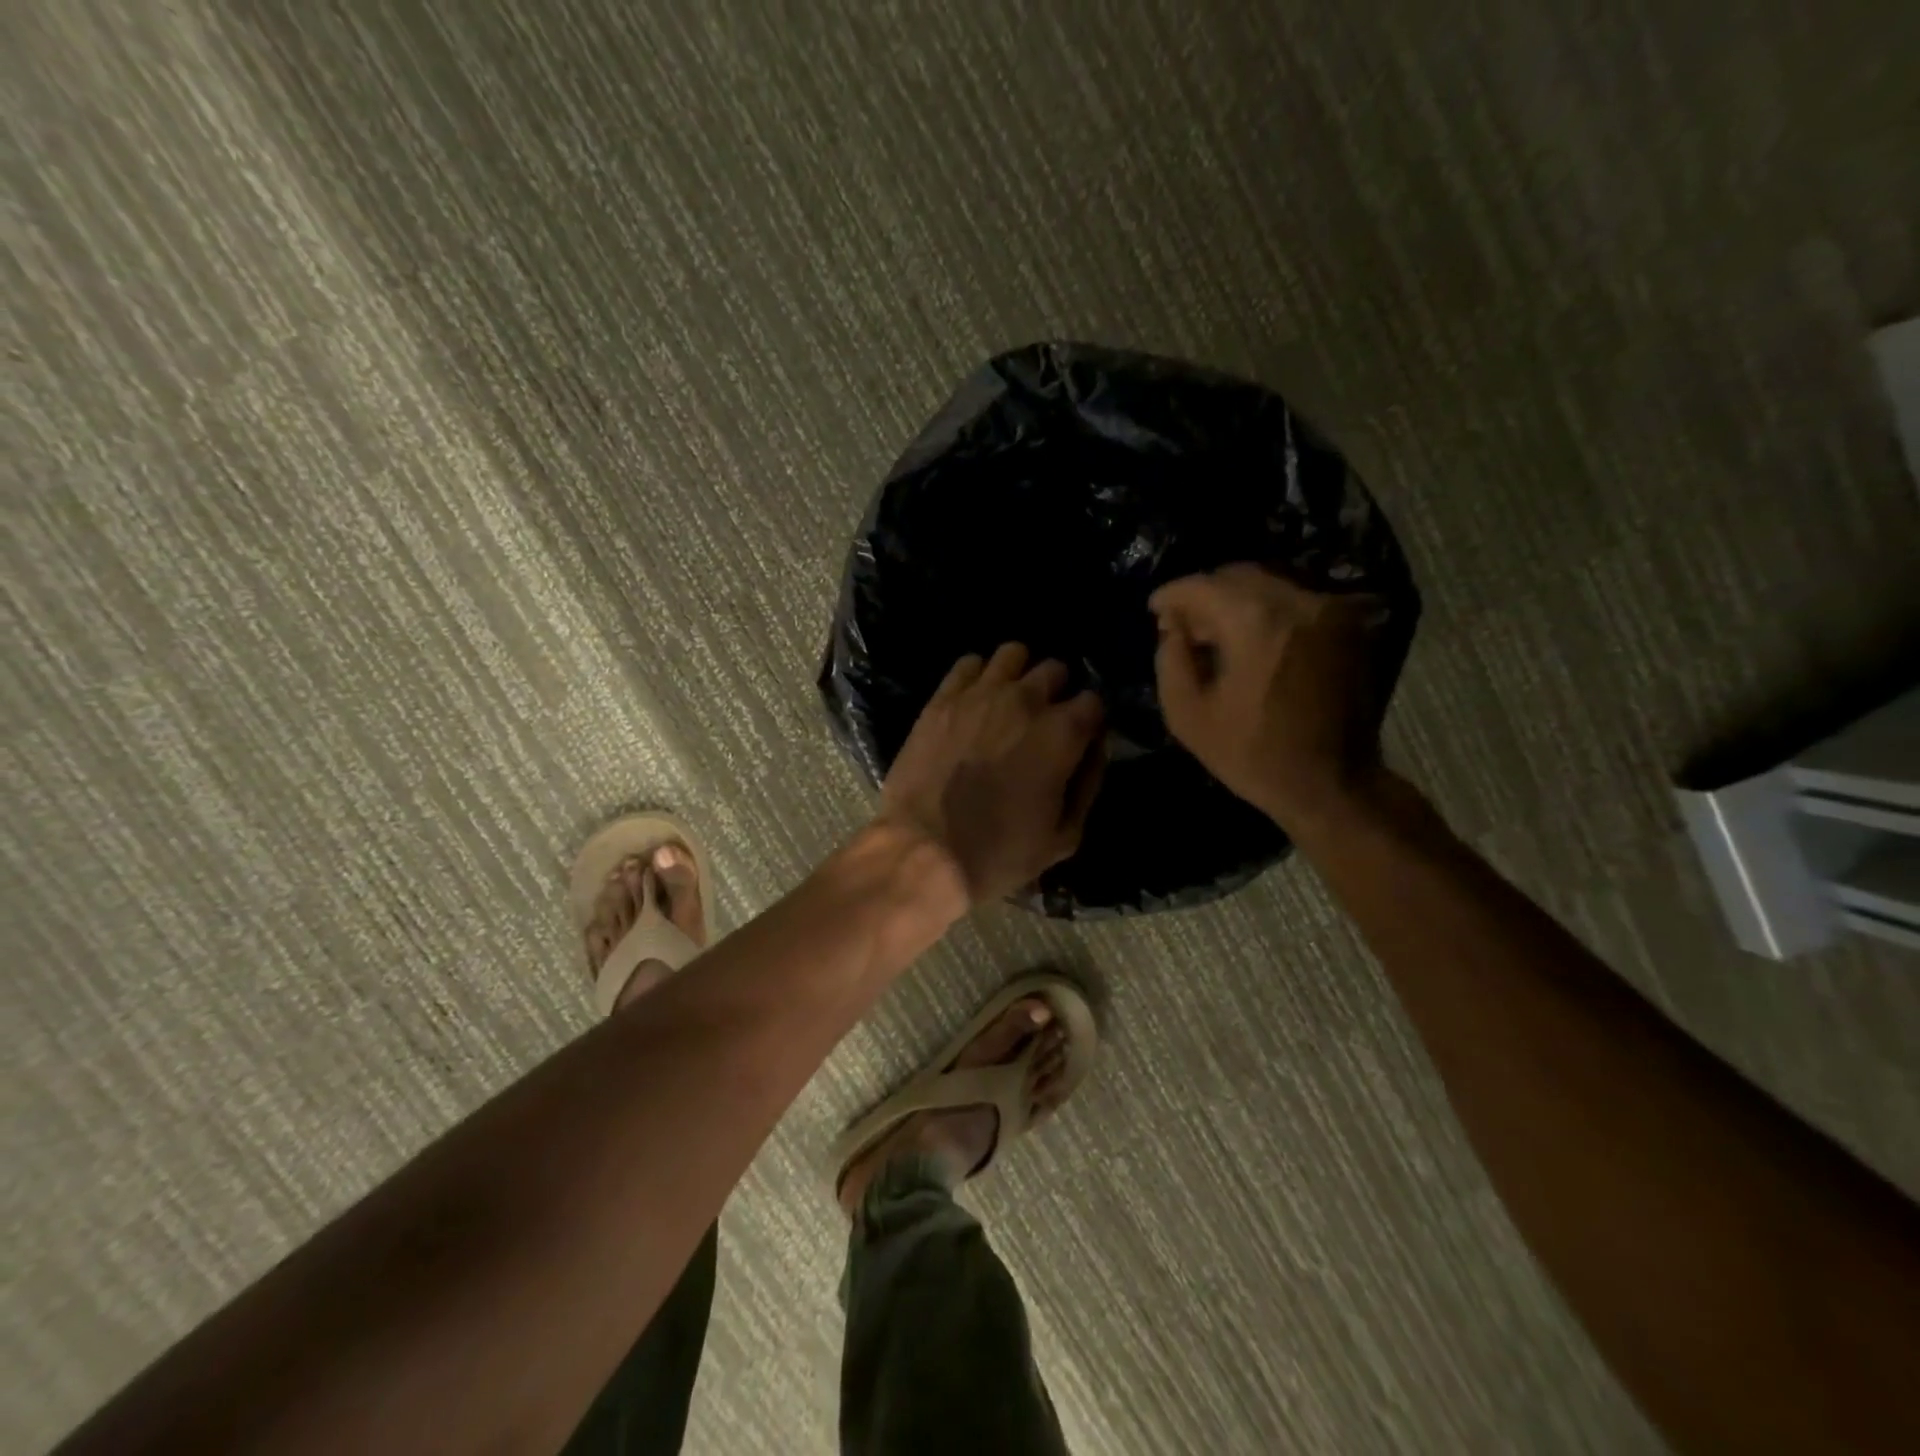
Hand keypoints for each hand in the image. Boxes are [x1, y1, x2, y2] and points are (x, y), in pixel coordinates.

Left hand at [879, 644, 1106, 902]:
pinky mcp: (942, 699)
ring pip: (1013, 654)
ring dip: (1019, 674)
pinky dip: (978, 675)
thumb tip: (1095, 749)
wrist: (925, 851)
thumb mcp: (1063, 837)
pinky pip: (968, 663)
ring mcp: (980, 694)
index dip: (1089, 721)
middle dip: (1056, 692)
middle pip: (1055, 670)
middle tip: (1043, 721)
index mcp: (1062, 734)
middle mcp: (1025, 701)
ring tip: (1010, 701)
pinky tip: (975, 698)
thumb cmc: (999, 853)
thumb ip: (1088, 785)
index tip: (1079, 739)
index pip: (1093, 701)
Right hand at [1150, 564, 1387, 828]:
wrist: (1332, 783)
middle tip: (1183, 625)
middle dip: (1204, 595)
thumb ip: (1170, 658)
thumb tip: (1172, 627)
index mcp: (1255, 621)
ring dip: (1236, 601)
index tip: (1153, 609)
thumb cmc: (1253, 755)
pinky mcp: (1349, 625)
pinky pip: (1296, 601)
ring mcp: (1330, 610)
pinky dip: (1267, 611)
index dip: (1170, 595)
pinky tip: (1252, 641)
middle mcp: (1298, 601)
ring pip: (1269, 584)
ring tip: (1216, 634)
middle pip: (1237, 575)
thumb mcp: (1187, 715)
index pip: (1201, 585)